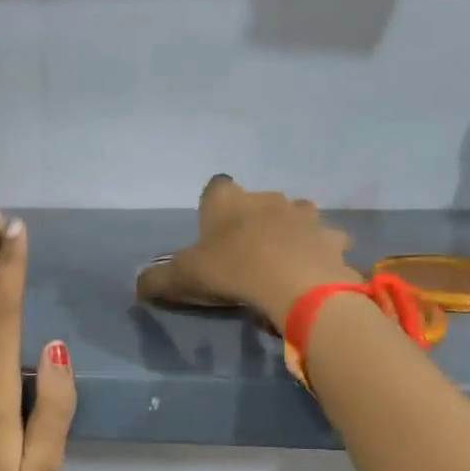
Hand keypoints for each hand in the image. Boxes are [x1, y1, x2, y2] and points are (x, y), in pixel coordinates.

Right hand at [136, 176, 361, 328]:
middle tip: (245, 253)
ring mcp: (305, 215)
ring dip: (290, 232)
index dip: (214, 206)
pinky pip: (326, 242)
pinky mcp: (332, 238)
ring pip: (296, 216)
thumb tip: (137, 283)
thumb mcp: (183, 278)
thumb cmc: (231, 270)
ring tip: (282, 261)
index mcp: (228, 200)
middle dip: (254, 220)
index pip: (216, 187)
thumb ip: (157, 279)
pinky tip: (313, 272)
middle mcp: (267, 198)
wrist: (293, 284)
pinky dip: (320, 253)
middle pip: (258, 201)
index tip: (212, 230)